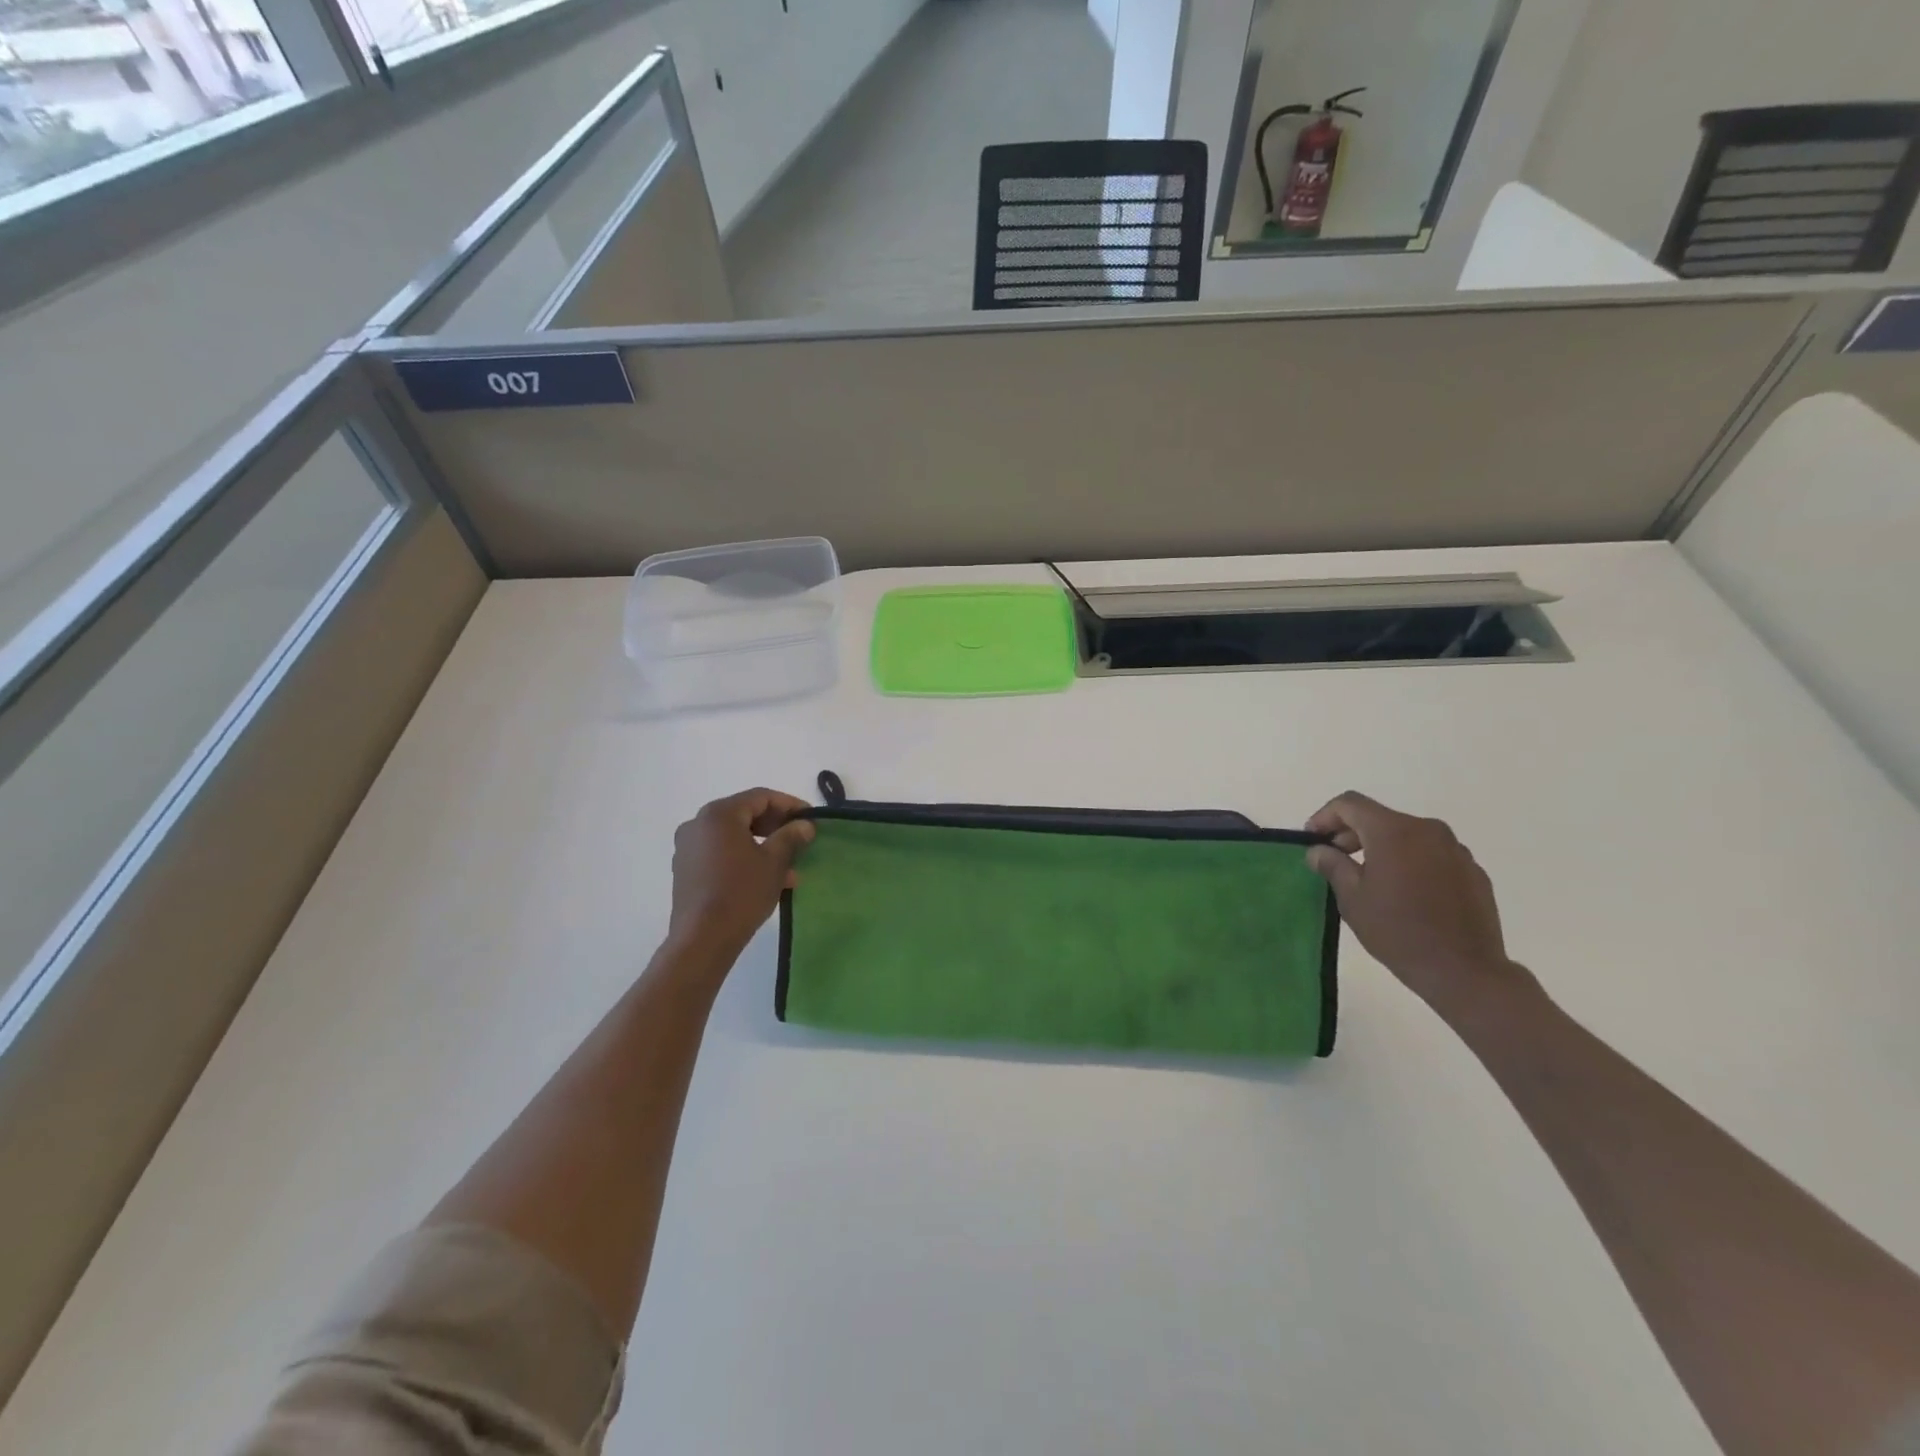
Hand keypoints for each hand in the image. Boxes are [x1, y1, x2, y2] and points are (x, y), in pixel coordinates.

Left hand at [664, 788, 815, 968]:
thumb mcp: (774, 862)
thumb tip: (805, 824)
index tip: (811, 818)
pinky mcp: (686, 870)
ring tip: (788, 867)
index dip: (790, 805)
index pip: (761, 797)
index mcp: (719, 814)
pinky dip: (744, 858)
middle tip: (800, 840)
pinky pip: (720, 853)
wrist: (702, 939)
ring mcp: (688, 848)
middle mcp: (698, 824)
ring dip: (762, 845)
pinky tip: (765, 878)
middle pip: (745, 814)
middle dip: (776, 826)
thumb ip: (791, 836)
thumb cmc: (741, 893)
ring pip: (733, 836)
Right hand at [1304, 791, 1534, 1021]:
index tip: (1313, 840)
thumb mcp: (1352, 898)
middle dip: (1352, 833)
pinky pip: (1432, 855)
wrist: (1464, 971)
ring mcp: (1455, 850)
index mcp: (1394, 831)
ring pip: (1407, 836)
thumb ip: (1332, 865)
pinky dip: (1410, 862)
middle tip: (1335, 859)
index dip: (1325, 816)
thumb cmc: (1398, 931)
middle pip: (1380, 817)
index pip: (1350, 804)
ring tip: (1369, 878)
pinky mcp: (1472, 871)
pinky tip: (1405, 893)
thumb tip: (1318, 850)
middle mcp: (1427, 830)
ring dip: (1382, 848)